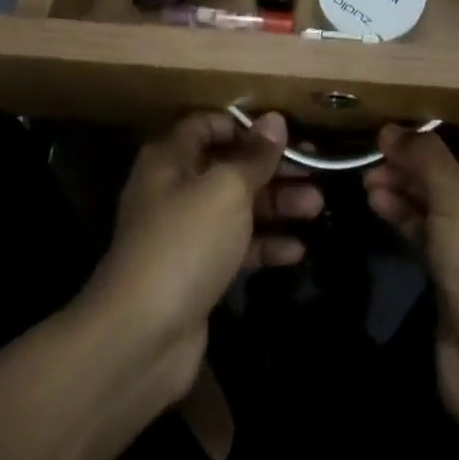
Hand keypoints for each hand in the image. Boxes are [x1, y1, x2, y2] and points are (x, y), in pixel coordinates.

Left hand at [88, 112, 319, 399]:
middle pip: (230, 167)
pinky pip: (237, 249)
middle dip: (273, 168)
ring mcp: (185, 235)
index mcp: (171, 160)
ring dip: (277, 205)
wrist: (141, 339)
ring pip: (238, 208)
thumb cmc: (185, 243)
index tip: (284, 132)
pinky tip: (296, 250)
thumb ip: (254, 156)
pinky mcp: (197, 274)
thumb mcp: (226, 189)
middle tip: (316, 168)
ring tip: (317, 206)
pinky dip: (265, 245)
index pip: (207, 126)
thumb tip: (274, 120)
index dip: (245, 125)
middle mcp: (175, 191)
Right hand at [365, 128, 458, 419]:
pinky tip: (374, 199)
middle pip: (457, 169)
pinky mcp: (451, 270)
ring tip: (367, 174)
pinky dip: (402, 213)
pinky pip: (425, 229)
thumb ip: (425, 158)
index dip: (454, 130)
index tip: (413, 120)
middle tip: (378, 147)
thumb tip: (391, 129)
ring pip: (436, 200)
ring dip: (404, 185)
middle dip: (418, 158)